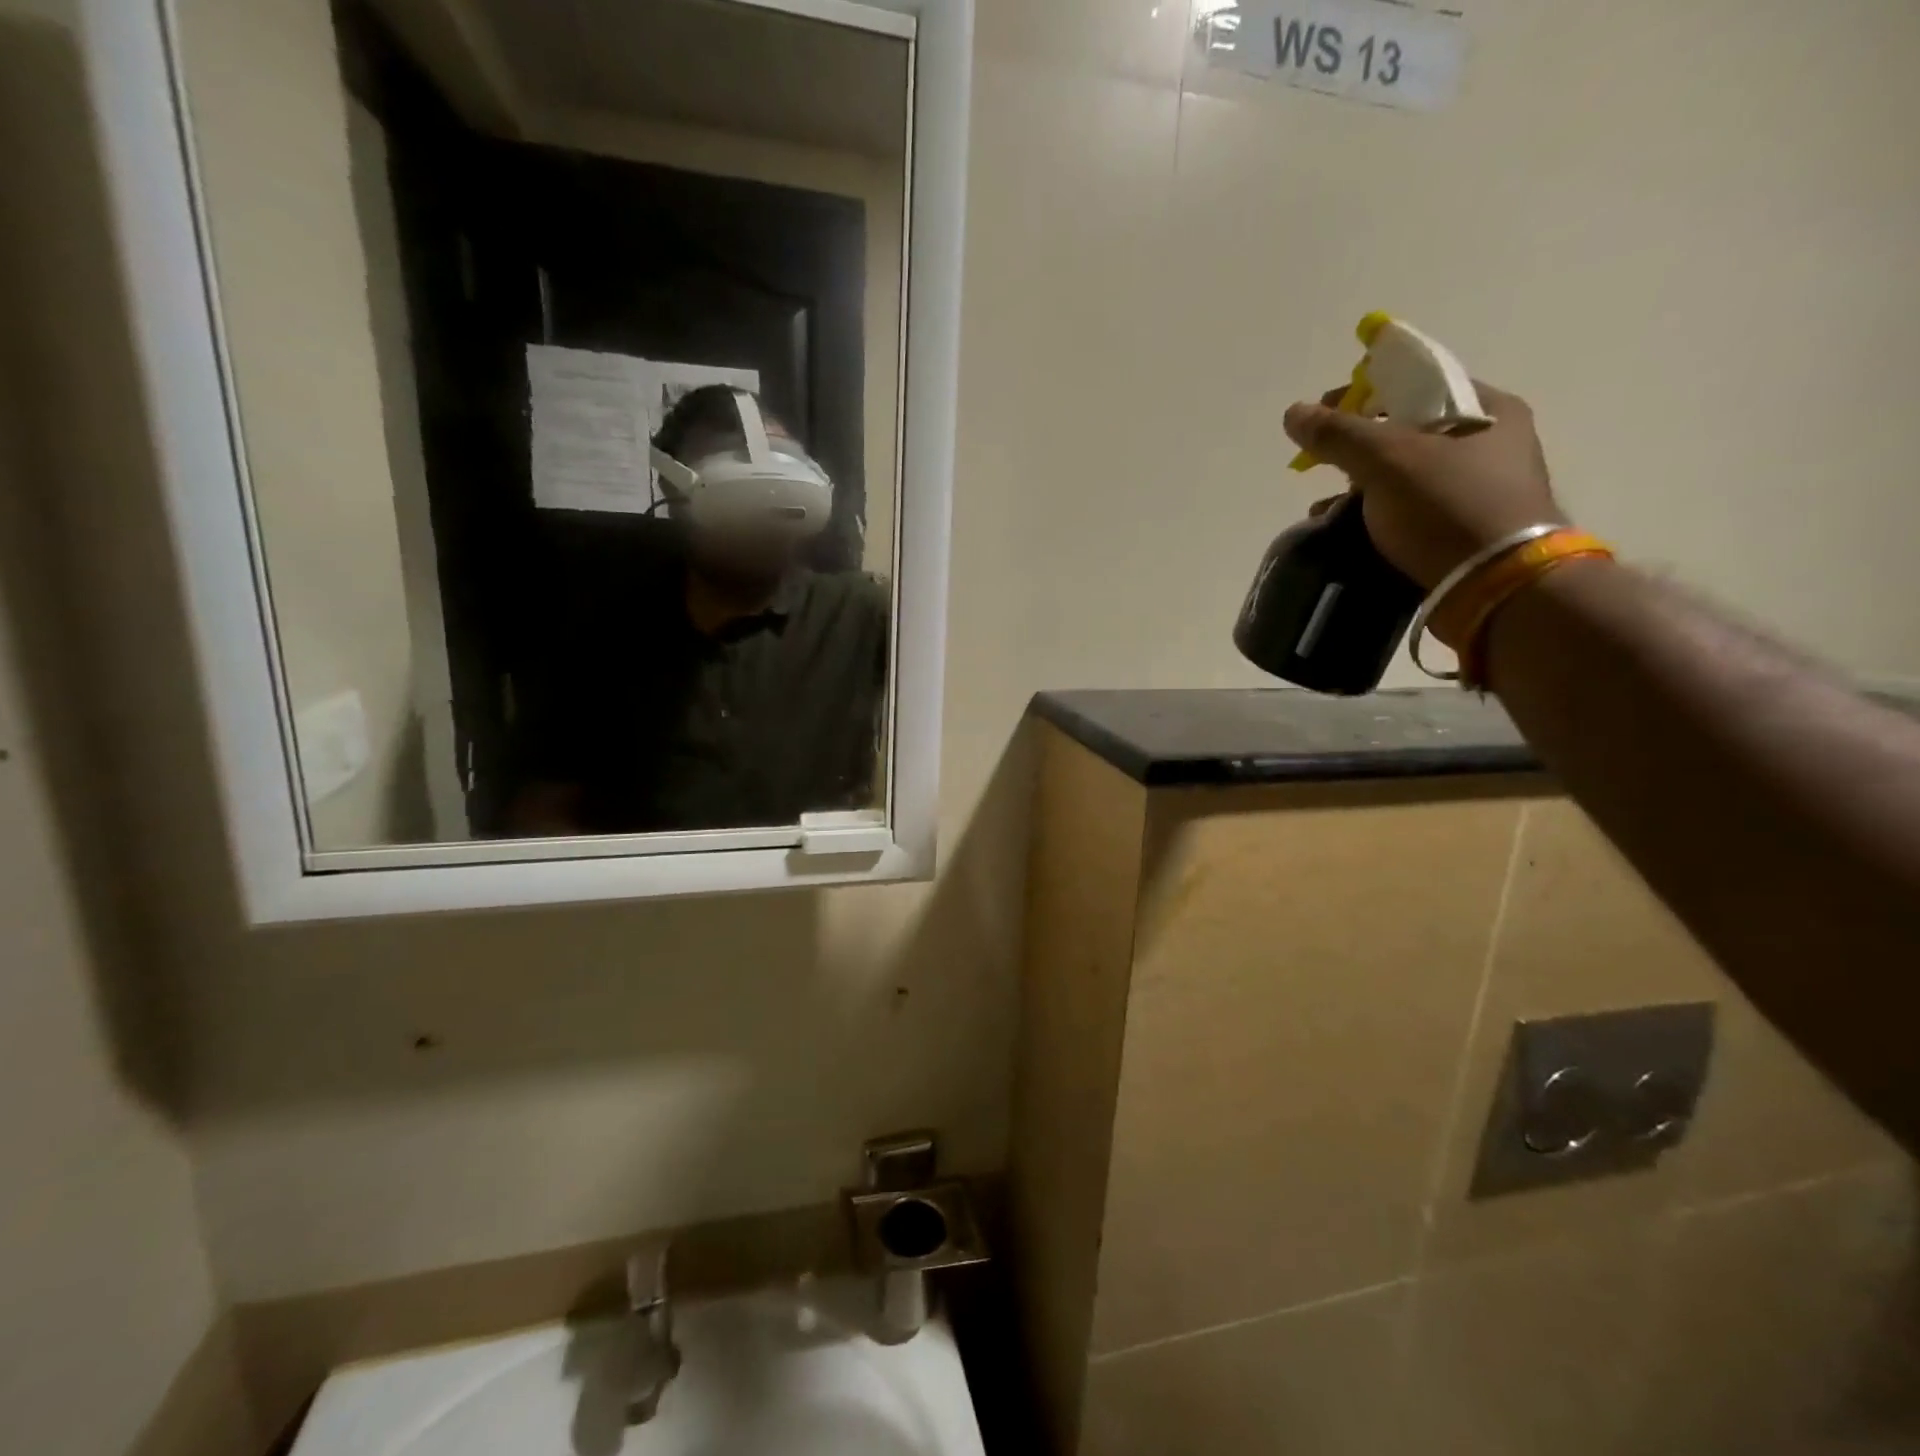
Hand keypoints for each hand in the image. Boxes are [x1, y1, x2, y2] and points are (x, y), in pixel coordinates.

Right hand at [1283, 383, 1564, 589]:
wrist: (1494, 587)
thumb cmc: (1447, 508)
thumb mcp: (1387, 461)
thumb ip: (1338, 434)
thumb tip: (1293, 413)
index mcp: (1490, 411)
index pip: (1420, 383)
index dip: (1366, 394)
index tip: (1324, 414)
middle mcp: (1494, 445)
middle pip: (1410, 433)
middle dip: (1358, 448)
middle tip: (1322, 462)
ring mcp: (1482, 491)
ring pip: (1407, 476)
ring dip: (1362, 487)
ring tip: (1325, 508)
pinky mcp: (1466, 531)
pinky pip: (1411, 512)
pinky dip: (1377, 516)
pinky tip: (1346, 531)